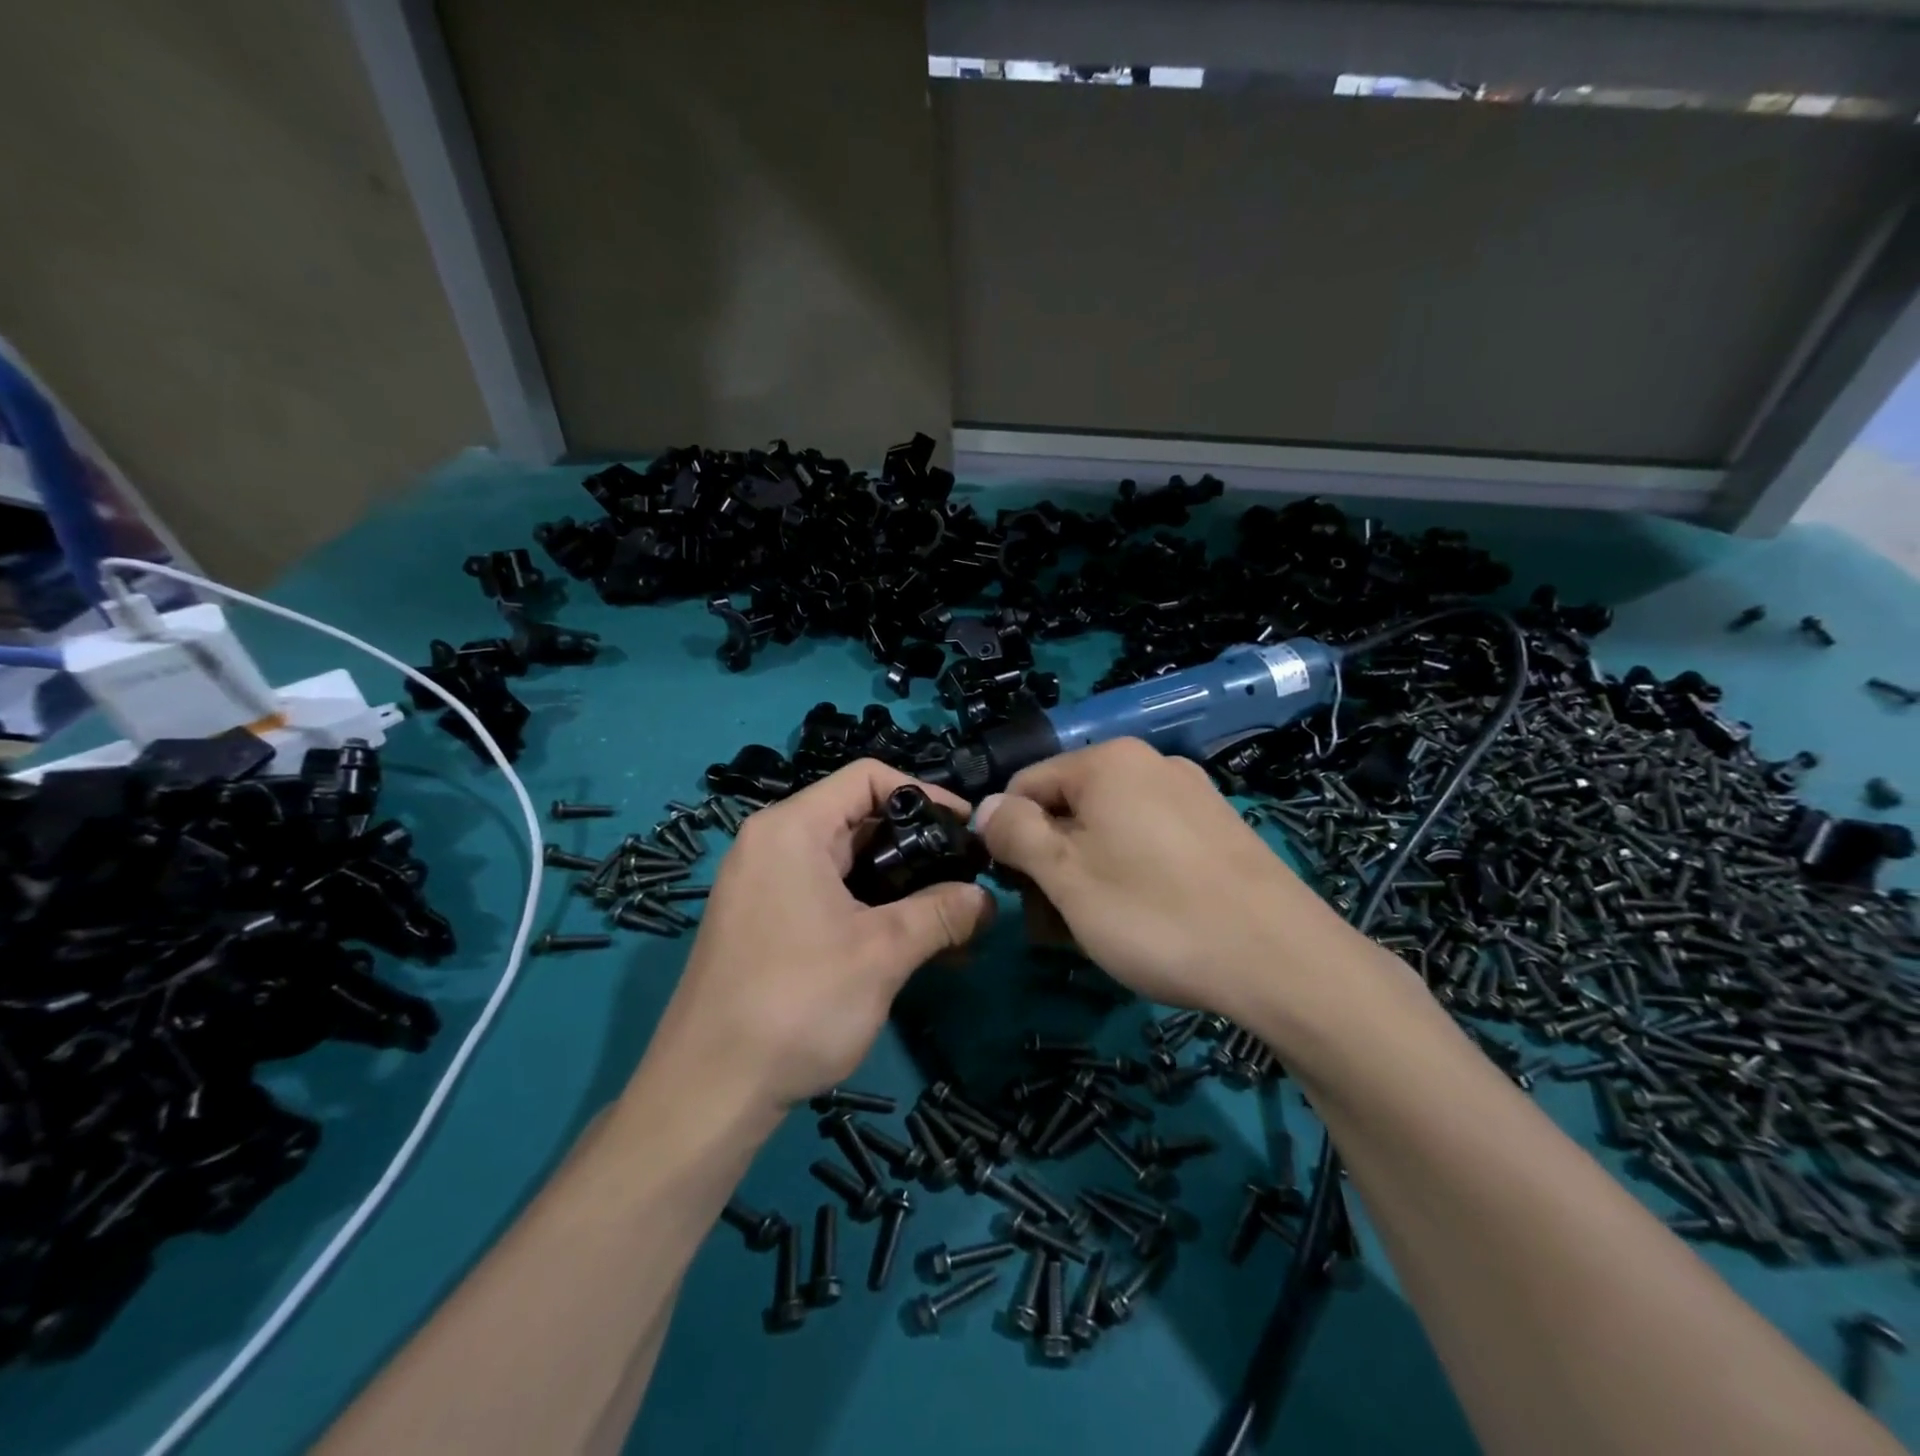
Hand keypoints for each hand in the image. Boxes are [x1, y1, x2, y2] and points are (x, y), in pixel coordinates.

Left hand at [652, 760, 995, 1112]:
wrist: (707, 1092)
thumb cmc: (797, 1003)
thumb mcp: (883, 953)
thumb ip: (941, 914)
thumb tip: (989, 898)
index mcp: (792, 828)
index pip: (868, 777)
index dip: (925, 793)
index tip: (967, 830)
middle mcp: (772, 844)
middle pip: (859, 820)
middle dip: (918, 848)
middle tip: (967, 880)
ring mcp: (763, 885)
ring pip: (846, 864)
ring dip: (900, 888)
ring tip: (950, 922)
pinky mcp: (763, 922)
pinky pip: (827, 896)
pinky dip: (869, 911)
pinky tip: (909, 947)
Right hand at [975, 738, 1342, 1021]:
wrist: (1282, 961)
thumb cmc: (1155, 914)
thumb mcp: (1065, 876)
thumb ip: (1015, 833)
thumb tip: (985, 807)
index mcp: (1108, 761)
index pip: (1024, 785)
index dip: (1008, 839)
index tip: (1017, 894)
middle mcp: (1150, 764)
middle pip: (1068, 808)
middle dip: (1049, 864)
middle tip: (1053, 927)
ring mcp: (1191, 796)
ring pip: (1108, 831)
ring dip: (1085, 877)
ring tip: (1094, 933)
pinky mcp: (1218, 830)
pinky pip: (1149, 843)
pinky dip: (1129, 876)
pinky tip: (1141, 922)